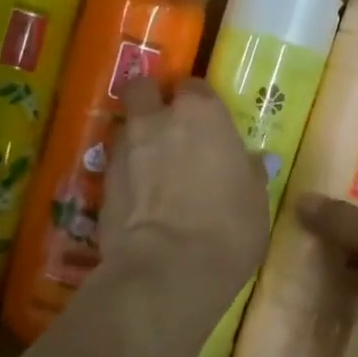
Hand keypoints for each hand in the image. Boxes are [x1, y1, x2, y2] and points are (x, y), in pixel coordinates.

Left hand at [102, 77, 269, 299]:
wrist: (168, 269)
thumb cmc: (228, 227)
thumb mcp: (256, 201)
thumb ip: (250, 174)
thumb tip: (256, 162)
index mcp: (201, 114)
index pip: (195, 86)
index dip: (199, 102)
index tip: (208, 123)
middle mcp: (157, 120)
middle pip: (142, 89)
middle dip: (151, 100)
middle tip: (168, 126)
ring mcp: (123, 150)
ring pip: (126, 127)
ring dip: (138, 140)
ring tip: (153, 169)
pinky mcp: (101, 184)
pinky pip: (116, 166)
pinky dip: (127, 175)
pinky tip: (141, 199)